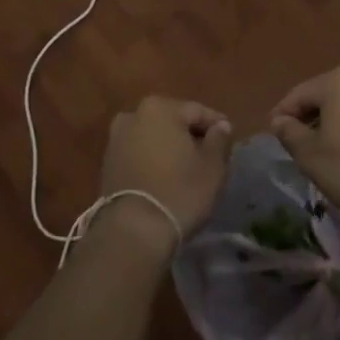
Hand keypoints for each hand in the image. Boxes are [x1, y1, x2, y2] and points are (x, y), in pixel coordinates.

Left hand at [99, 97, 233, 251]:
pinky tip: (167, 179)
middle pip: (173, 122)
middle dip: (192, 136)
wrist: (134, 231)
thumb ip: (220, 139)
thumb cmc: (180, 191)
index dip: (218, 126)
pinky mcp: (108, 164)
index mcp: (159, 108)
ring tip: (189, 170)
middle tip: (211, 156)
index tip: (230, 140)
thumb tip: (221, 126)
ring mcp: (116, 139)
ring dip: (171, 149)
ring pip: (155, 138)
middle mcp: (133, 115)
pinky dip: (154, 161)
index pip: (198, 111)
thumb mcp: (213, 166)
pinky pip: (140, 154)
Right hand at [271, 67, 339, 222]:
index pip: (298, 94)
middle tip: (297, 144)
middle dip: (308, 117)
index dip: (282, 115)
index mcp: (338, 81)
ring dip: (332, 122)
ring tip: (324, 150)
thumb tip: (279, 121)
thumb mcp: (311, 156)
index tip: (273, 135)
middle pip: (324, 95)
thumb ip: (290, 134)